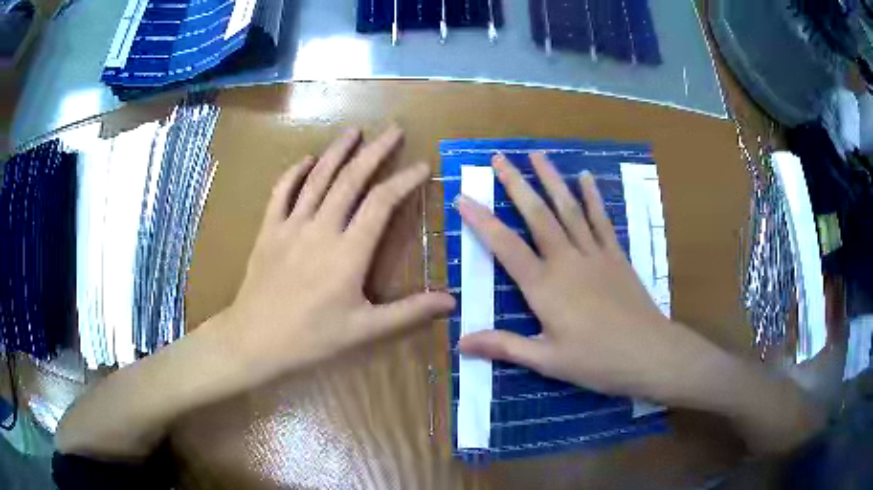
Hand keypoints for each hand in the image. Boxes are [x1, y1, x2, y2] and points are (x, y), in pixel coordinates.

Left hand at [222, 126, 454, 381]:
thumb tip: (452, 301)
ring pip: (317, 178)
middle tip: (393, 130)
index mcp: (348, 252)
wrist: (255, 340)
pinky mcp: (268, 230)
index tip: (422, 166)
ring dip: (337, 151)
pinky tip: (306, 159)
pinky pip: (281, 192)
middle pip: (350, 179)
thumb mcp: (365, 331)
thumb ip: (409, 312)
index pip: (381, 203)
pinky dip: (294, 172)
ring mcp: (290, 225)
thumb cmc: (312, 338)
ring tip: (353, 131)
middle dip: (374, 152)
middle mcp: (321, 228)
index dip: (404, 181)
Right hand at [457, 153, 715, 399]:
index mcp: (545, 287)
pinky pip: (602, 220)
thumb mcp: (546, 360)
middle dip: (516, 184)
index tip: (463, 197)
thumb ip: (504, 346)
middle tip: (499, 158)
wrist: (648, 353)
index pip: (505, 246)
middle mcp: (567, 261)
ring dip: (552, 179)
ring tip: (537, 154)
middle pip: (537, 215)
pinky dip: (592, 197)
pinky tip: (586, 177)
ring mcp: (595, 254)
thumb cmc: (596, 361)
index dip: (481, 221)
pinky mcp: (616, 256)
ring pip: (569, 209)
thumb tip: (461, 343)